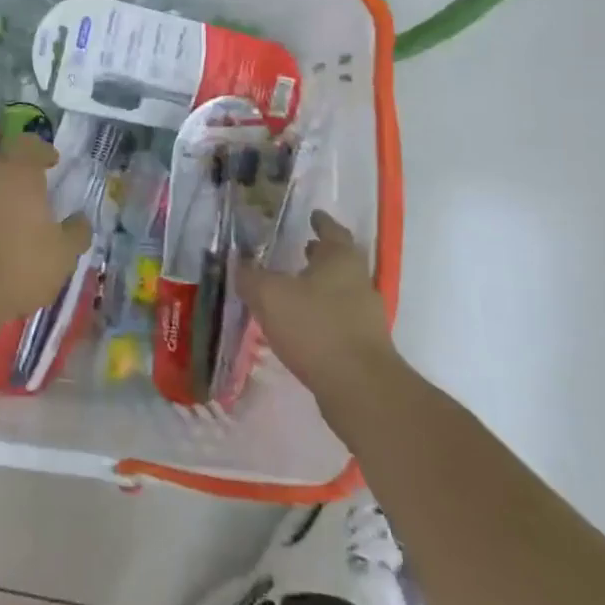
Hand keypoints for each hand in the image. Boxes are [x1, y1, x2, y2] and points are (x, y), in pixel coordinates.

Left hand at [0, 137, 91, 328]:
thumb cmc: (18, 264)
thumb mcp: (62, 255)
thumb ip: (75, 233)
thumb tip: (81, 220)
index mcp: (19, 174)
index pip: (30, 144)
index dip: (42, 150)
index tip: (52, 162)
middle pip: (3, 164)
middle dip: (18, 177)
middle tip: (34, 198)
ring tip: (11, 230)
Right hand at [238, 212, 394, 392]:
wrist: (360, 389)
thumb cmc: (315, 327)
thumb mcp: (269, 295)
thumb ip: (251, 276)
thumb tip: (239, 263)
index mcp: (341, 260)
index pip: (332, 231)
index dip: (321, 222)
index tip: (313, 215)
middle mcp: (358, 282)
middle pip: (340, 261)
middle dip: (320, 255)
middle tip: (301, 248)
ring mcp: (365, 316)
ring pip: (340, 291)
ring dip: (319, 286)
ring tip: (293, 288)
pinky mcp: (364, 346)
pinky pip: (339, 319)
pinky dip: (321, 314)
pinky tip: (300, 325)